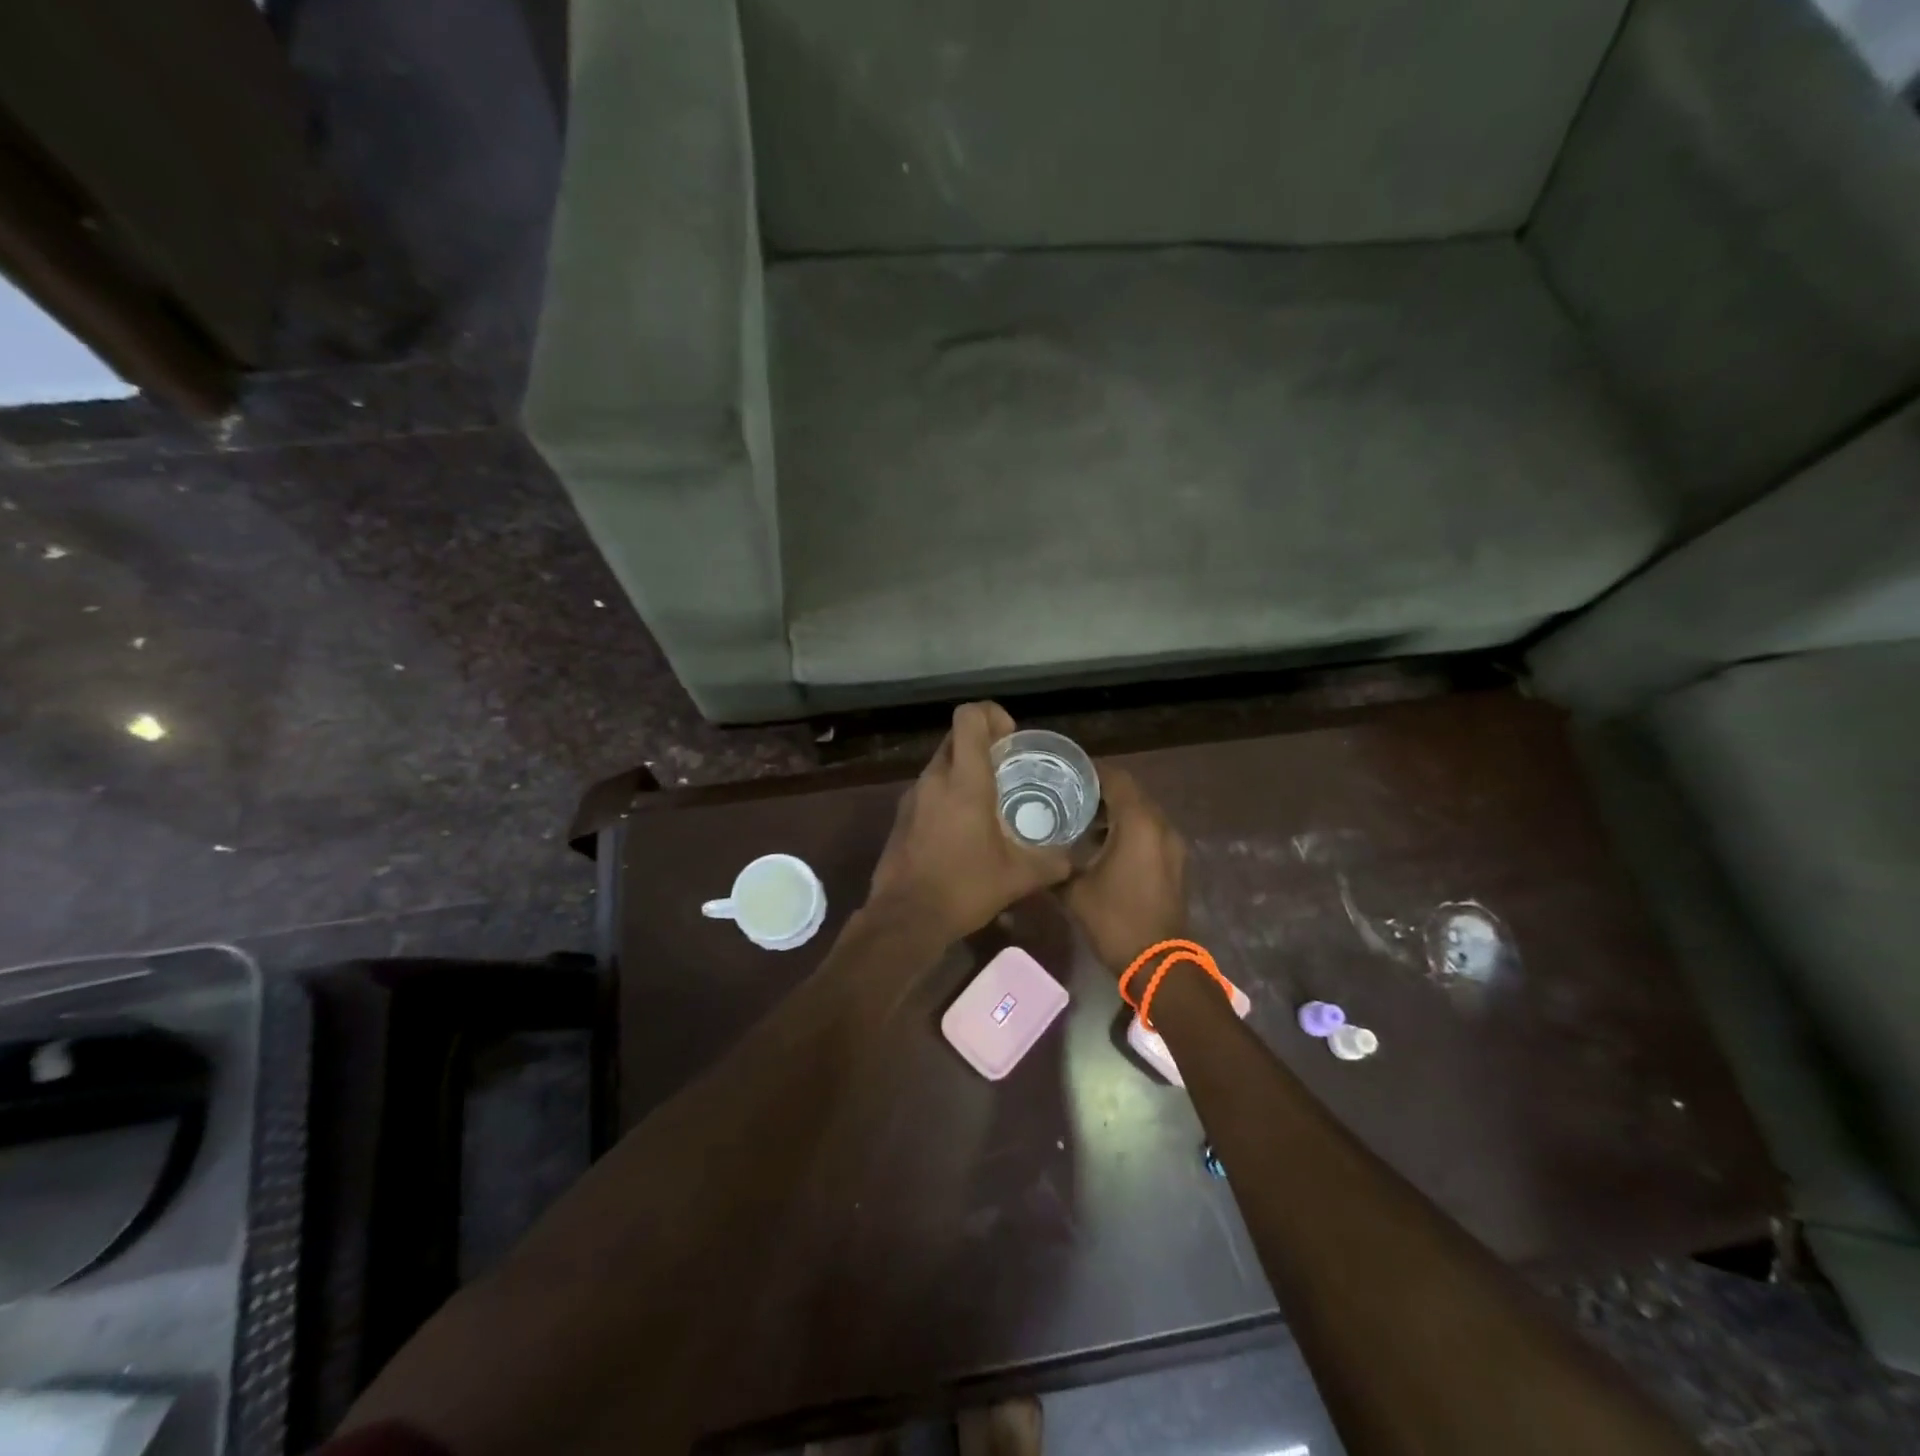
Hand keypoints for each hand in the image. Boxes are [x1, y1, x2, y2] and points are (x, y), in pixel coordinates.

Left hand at [867, 702, 1073, 941]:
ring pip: (940, 763)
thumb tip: (1073, 860)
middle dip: (982, 742)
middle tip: (1006, 767)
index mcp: (964, 781)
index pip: (969, 717)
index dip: (991, 714)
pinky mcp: (901, 816)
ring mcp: (913, 796)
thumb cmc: (964, 888)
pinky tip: (963, 827)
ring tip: (988, 799)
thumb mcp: (1018, 877)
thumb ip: (1051, 863)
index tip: (1010, 739)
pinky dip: (947, 793)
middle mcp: (935, 779)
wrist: (905, 918)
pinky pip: (928, 789)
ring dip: (964, 769)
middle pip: (955, 736)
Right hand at [1062, 767, 1188, 973]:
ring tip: (1079, 816)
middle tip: (1066, 792)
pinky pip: (1149, 830)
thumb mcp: (1074, 890)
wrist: (1158, 963)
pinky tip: (1100, 841)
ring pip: (1142, 811)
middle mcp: (1160, 825)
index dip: (1090, 770)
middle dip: (1100, 789)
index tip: (1063, 772)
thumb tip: (1034, 852)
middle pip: (1131, 791)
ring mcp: (1172, 844)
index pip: (1116, 778)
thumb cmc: (1115, 920)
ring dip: (1115, 809)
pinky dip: (1128, 827)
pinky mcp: (1174, 861)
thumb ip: (1054, 864)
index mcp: (1138, 823)